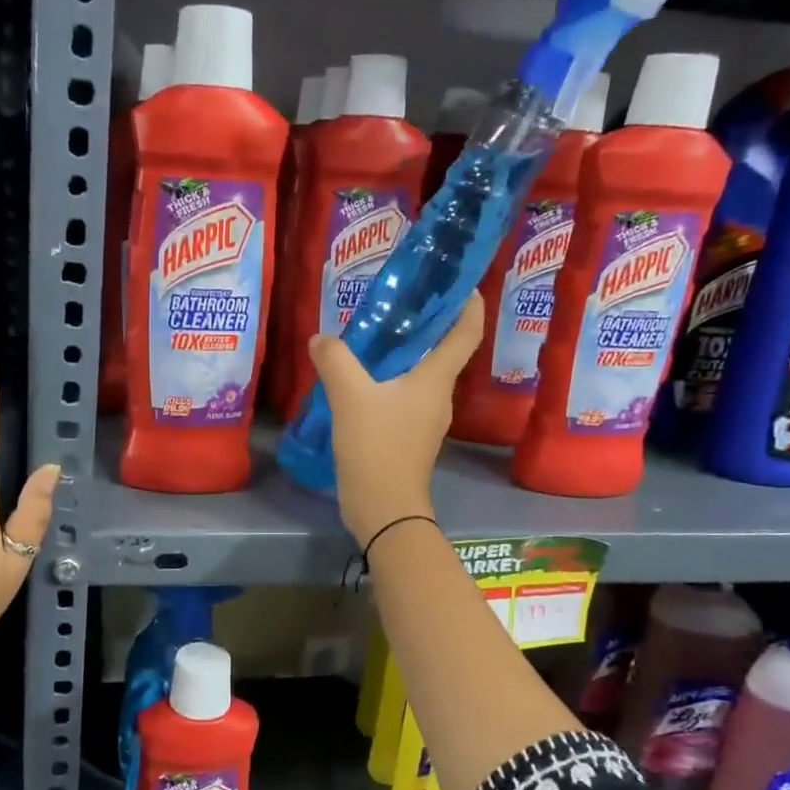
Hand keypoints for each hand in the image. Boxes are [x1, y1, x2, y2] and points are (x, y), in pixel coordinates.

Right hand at [306, 293, 483, 546]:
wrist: (383, 507)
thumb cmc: (376, 447)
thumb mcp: (350, 397)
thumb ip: (335, 360)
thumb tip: (320, 339)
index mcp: (436, 380)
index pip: (466, 333)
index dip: (469, 304)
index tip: (461, 281)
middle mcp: (438, 396)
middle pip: (443, 351)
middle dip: (427, 324)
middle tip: (399, 302)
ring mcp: (425, 419)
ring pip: (420, 375)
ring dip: (405, 354)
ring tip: (373, 337)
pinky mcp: (409, 437)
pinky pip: (404, 396)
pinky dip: (389, 380)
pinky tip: (361, 380)